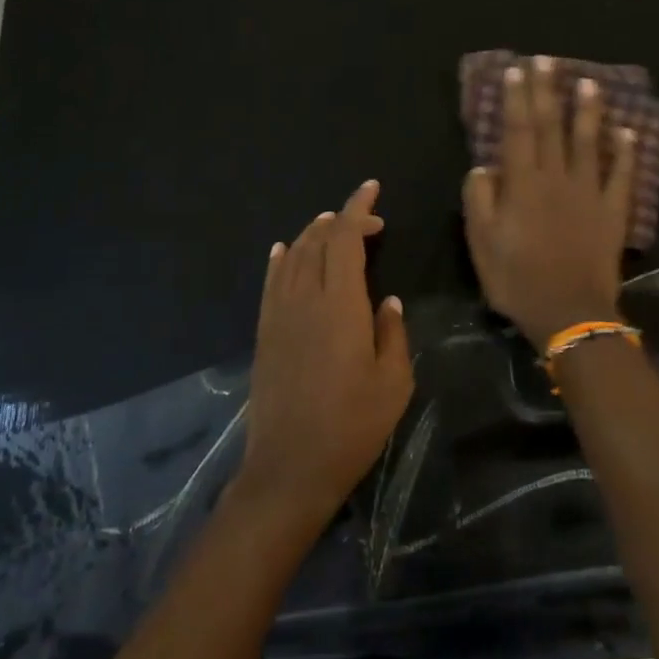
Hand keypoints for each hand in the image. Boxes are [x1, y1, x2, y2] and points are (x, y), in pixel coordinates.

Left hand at [236, 180, 413, 527]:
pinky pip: (271, 281)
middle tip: (371, 222)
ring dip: (313, 234)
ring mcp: (278, 314)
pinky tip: (284, 251)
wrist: (289, 468)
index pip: (344, 238)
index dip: (359, 209)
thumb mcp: (393, 383)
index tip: (373, 191)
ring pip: (292, 255)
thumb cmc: (352, 427)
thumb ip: (392, 333)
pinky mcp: (264, 332)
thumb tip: (387, 301)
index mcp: (340, 304)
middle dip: (343, 220)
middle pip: (317, 240)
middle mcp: (304, 298)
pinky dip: (280, 259)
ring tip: (333, 228)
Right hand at [463, 57, 637, 348]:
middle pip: (551, 126)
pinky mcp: (613, 211)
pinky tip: (629, 130)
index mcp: (523, 184)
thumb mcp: (482, 244)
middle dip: (547, 91)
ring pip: (589, 142)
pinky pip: (622, 175)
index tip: (517, 69)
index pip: (518, 131)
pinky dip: (627, 151)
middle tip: (548, 60)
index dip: (517, 98)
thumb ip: (480, 200)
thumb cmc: (518, 280)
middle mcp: (557, 178)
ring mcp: (590, 193)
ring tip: (588, 82)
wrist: (570, 313)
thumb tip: (484, 167)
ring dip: (587, 110)